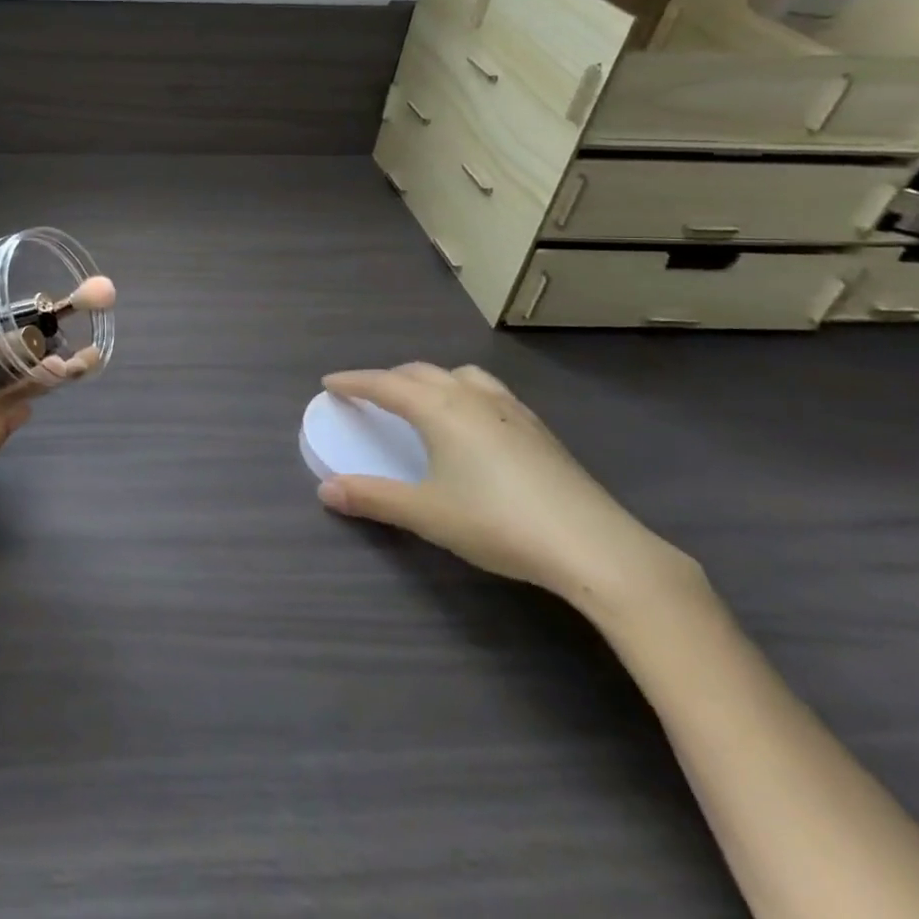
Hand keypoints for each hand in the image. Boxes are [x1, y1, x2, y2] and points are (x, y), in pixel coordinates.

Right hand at [318, 363, 698, 611]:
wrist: (593, 546)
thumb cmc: (498, 523)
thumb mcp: (426, 513)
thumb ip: (373, 498)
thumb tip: (324, 490)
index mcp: (439, 409)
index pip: (384, 384)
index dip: (353, 382)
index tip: (330, 383)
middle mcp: (471, 397)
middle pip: (419, 372)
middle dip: (389, 378)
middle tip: (369, 394)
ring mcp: (510, 409)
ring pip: (459, 375)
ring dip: (430, 380)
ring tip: (422, 400)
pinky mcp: (537, 428)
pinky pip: (487, 391)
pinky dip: (464, 392)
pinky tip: (473, 423)